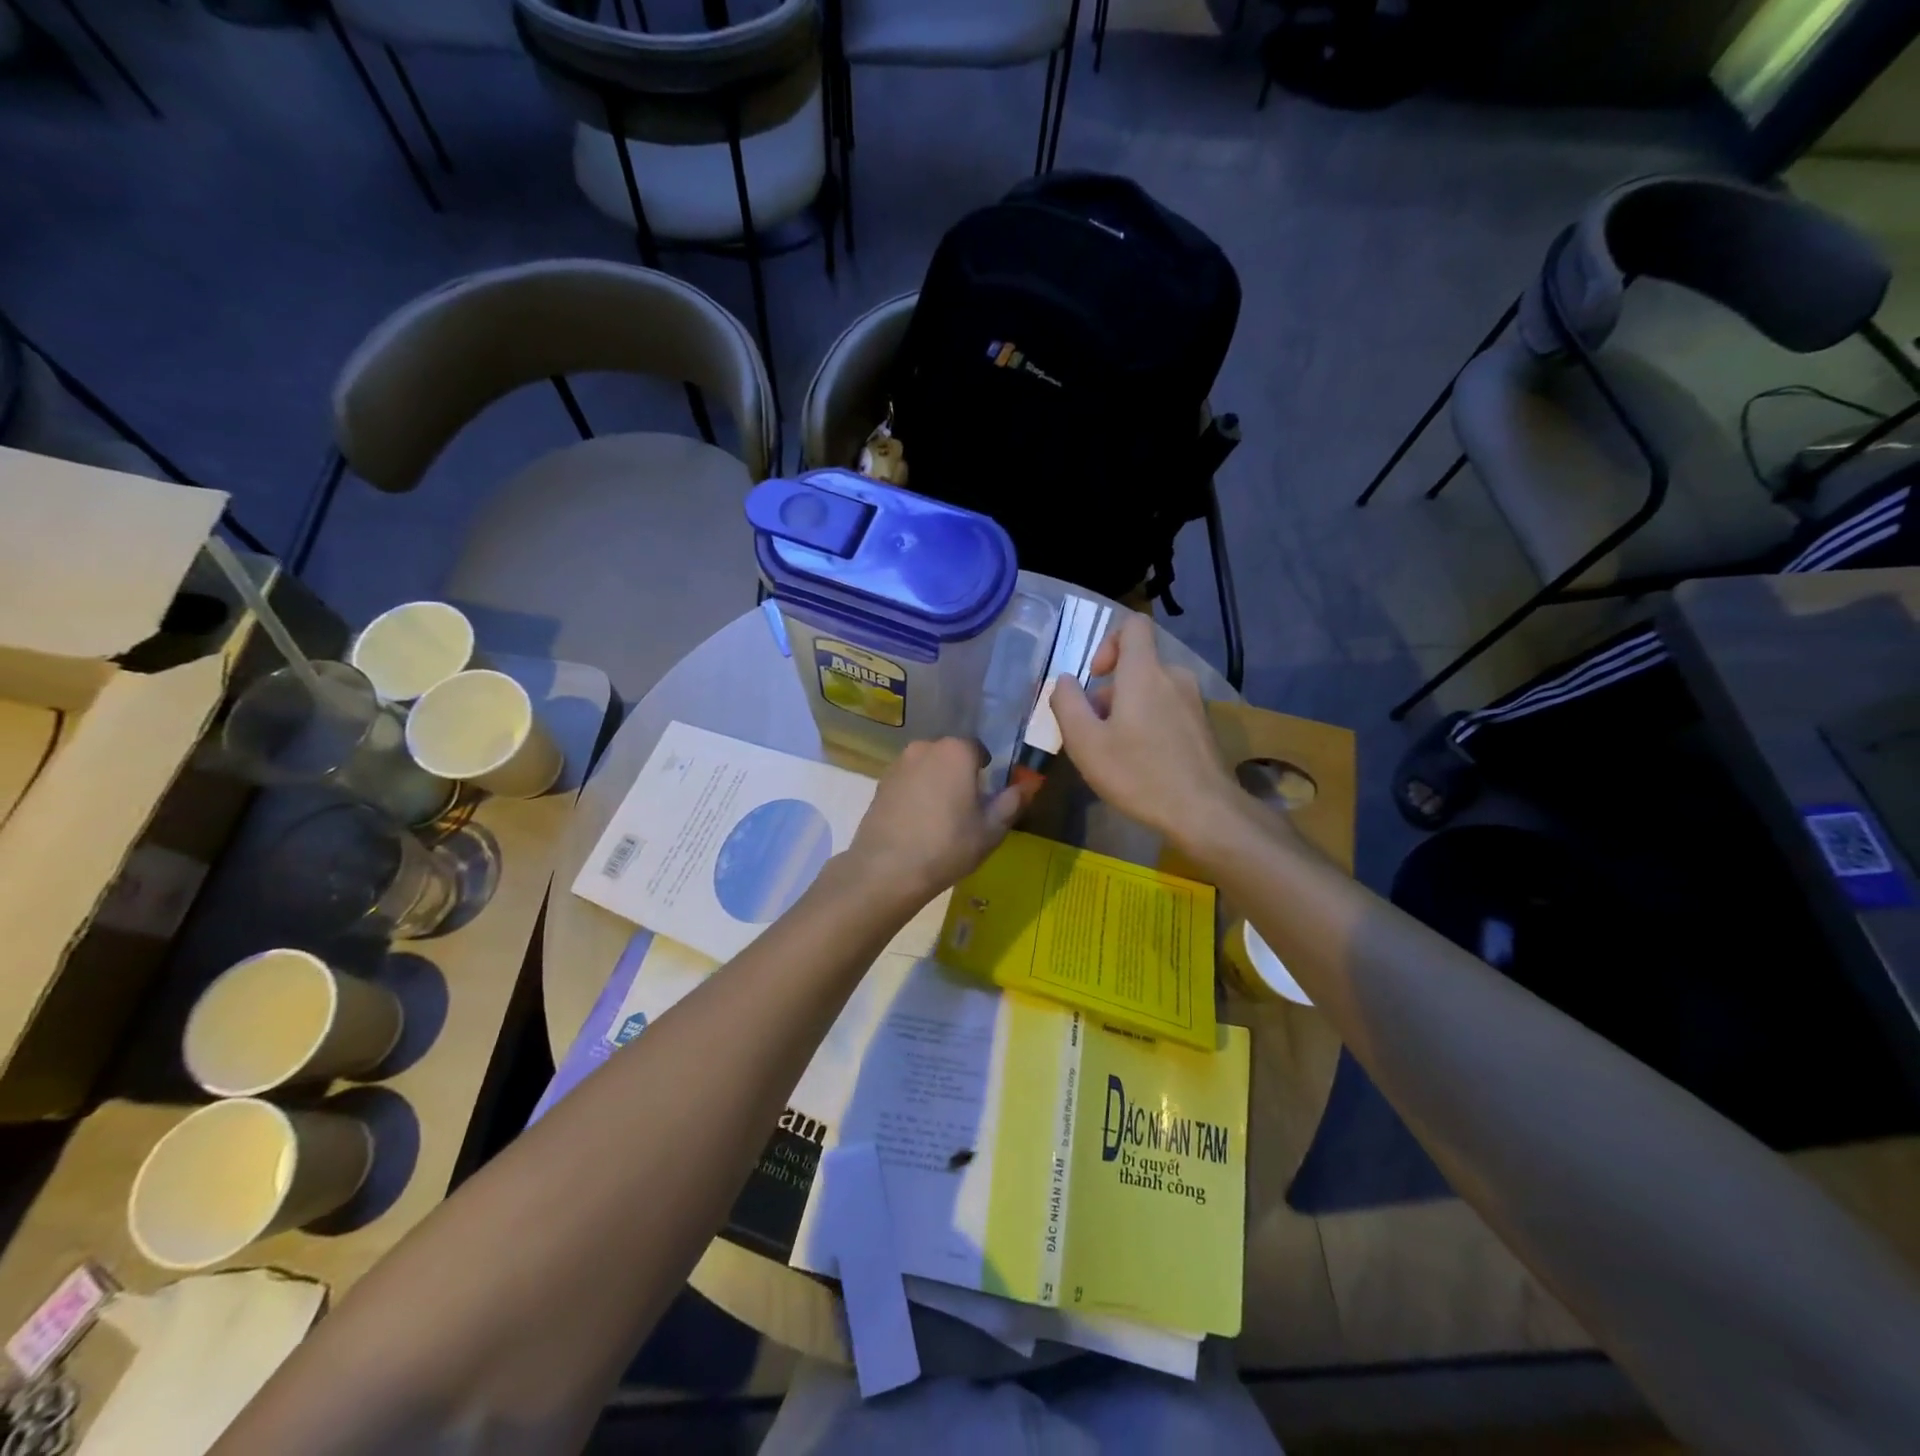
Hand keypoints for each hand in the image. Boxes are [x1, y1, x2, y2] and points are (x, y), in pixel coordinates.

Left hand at [842, 738, 1024, 908]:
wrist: (887, 869)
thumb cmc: (947, 846)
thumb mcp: (991, 829)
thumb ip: (1012, 802)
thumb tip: (1027, 786)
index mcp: (956, 751)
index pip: (978, 749)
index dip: (986, 772)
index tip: (986, 797)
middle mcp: (924, 747)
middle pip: (950, 756)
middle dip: (959, 775)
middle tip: (965, 809)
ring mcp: (898, 765)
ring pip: (927, 768)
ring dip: (936, 784)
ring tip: (939, 819)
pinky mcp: (880, 784)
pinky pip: (908, 782)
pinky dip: (915, 795)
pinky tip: (917, 824)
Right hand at [1051, 614, 1245, 854]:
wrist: (1204, 811)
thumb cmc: (1138, 774)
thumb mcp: (1085, 743)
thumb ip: (1067, 704)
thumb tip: (1064, 680)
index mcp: (1145, 672)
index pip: (1133, 625)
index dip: (1109, 641)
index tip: (1096, 676)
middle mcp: (1174, 677)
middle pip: (1138, 664)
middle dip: (1111, 690)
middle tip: (1094, 731)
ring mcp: (1194, 701)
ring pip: (1152, 690)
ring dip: (1129, 710)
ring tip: (1115, 751)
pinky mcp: (1203, 725)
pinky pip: (1168, 710)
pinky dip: (1150, 724)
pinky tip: (1142, 762)